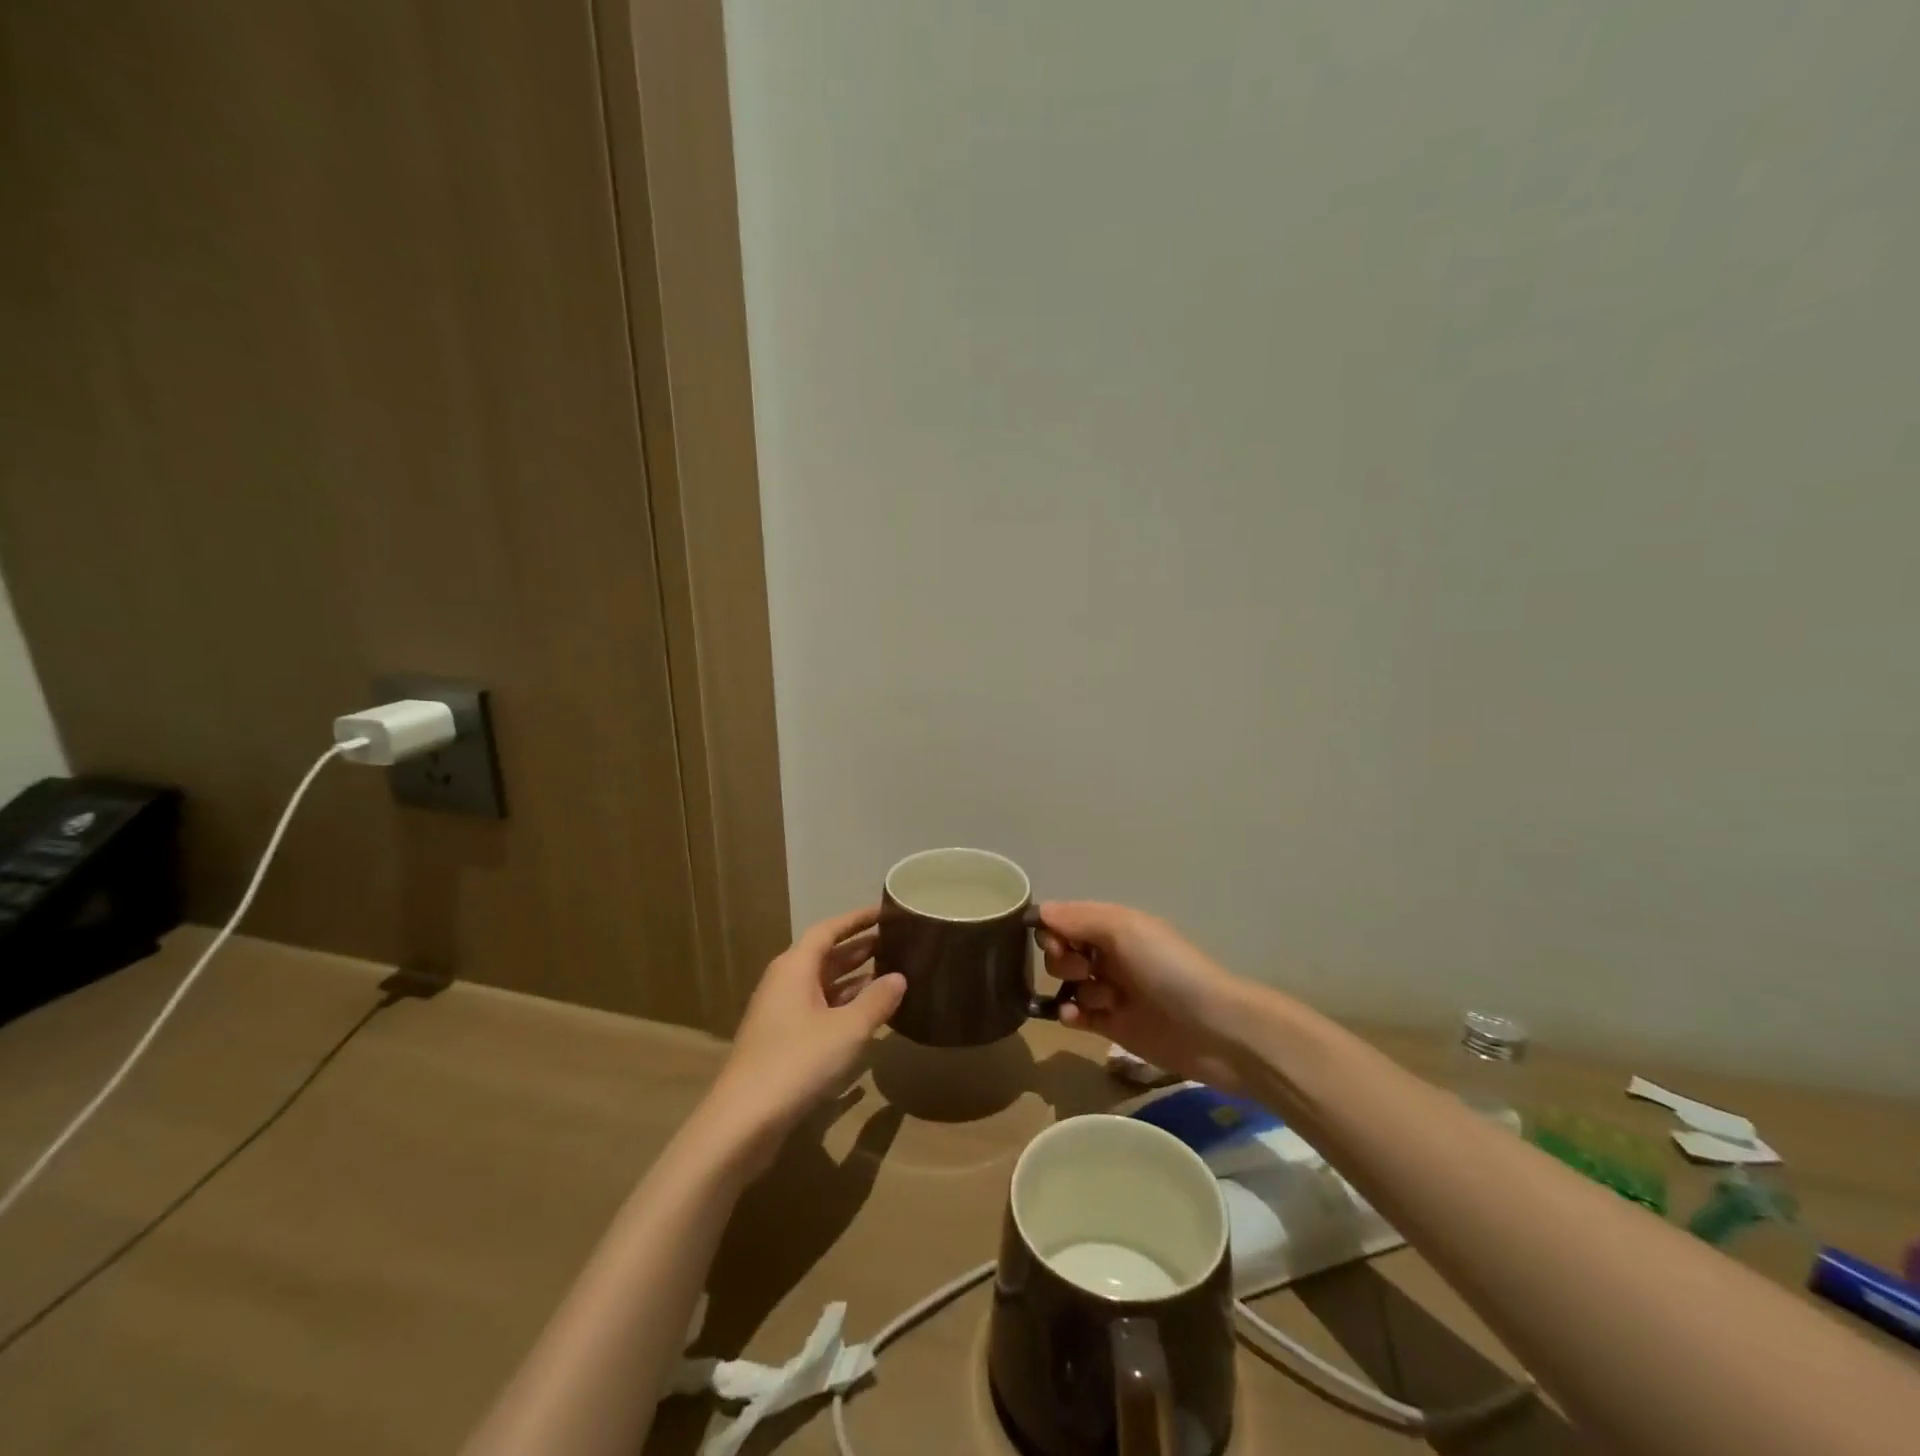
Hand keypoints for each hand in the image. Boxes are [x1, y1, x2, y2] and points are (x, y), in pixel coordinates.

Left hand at [706, 907, 905, 1152]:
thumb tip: (899, 978)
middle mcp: (785, 982)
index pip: (828, 929)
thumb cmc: (798, 1061)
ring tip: (889, 975)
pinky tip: (866, 1018)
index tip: (885, 912)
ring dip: (853, 979)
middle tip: (896, 943)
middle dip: (859, 948)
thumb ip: (877, 1000)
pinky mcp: (781, 1042)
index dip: (857, 919)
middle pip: (824, 956)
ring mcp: (780, 1014)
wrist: (744, 1120)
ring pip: (822, 985)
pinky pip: (818, 1010)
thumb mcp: (848, 1029)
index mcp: (795, 967)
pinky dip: (842, 1006)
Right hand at [1037, 902, 1246, 1090]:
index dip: (1052, 930)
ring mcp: (1111, 991)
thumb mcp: (1124, 930)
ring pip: (1068, 984)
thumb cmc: (1168, 969)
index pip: (1066, 919)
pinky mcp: (1112, 1026)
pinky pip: (1076, 1015)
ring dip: (1074, 989)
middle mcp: (1110, 954)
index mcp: (1114, 925)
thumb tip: (1038, 912)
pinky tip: (1075, 1019)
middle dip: (1062, 960)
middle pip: (1062, 951)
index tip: (1055, 944)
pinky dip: (1070, 1015)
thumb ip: (1078, 919)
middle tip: (1084, 970)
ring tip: (1104, 1001)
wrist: (1215, 1030)